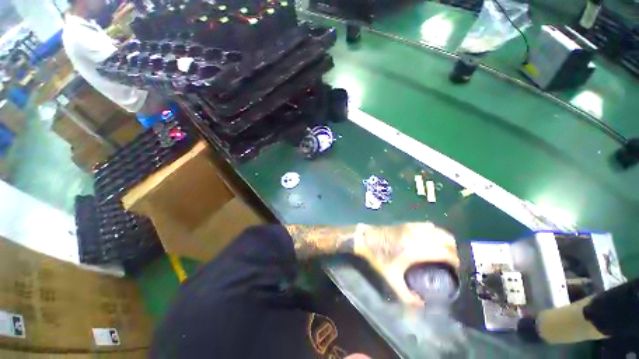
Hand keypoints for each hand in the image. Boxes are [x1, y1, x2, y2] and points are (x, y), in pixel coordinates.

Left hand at [353, 222, 458, 305]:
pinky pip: (427, 225)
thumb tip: (422, 305)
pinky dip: (435, 231)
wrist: (365, 239)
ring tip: (445, 250)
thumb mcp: (390, 278)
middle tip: (453, 261)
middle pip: (445, 239)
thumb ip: (406, 295)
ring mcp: (411, 227)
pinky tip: (432, 239)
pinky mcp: (406, 223)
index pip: (444, 252)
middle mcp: (416, 236)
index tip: (457, 269)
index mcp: (414, 250)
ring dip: (445, 239)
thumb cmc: (377, 258)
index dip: (455, 260)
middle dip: (453, 250)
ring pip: (438, 230)